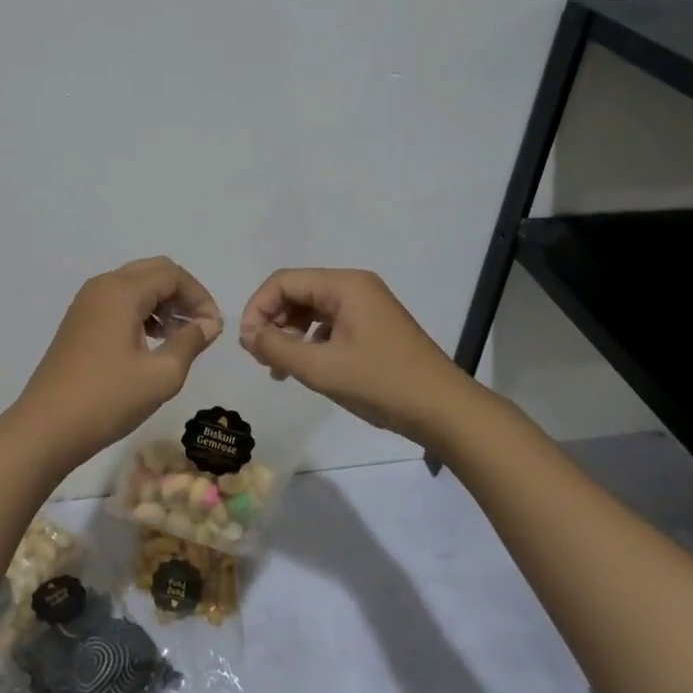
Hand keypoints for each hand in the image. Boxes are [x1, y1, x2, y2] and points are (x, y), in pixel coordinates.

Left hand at [14, 257, 223, 469]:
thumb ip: (190, 341)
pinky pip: (118, 301)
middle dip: (182, 294)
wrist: (46, 427)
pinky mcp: (78, 321)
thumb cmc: (108, 399)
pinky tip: (150, 342)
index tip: (213, 329)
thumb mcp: (161, 375)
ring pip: (135, 284)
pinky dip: (141, 311)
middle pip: (153, 271)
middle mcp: (102, 286)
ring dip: (162, 302)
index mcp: (122, 291)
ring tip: (177, 337)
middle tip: (199, 327)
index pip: (172, 274)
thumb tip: (208, 323)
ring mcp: (86, 303)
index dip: (199, 297)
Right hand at [237, 268, 456, 444]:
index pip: (284, 281)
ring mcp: (367, 306)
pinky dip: (311, 343)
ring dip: (290, 335)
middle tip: (262, 358)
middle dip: (273, 322)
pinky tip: (306, 369)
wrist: (445, 411)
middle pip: (298, 292)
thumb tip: (247, 335)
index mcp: (344, 285)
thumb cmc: (381, 383)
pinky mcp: (374, 327)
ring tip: (280, 369)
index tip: (248, 344)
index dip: (258, 308)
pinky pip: (330, 324)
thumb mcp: (321, 368)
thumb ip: (277, 347)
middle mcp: (355, 287)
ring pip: (312, 310)